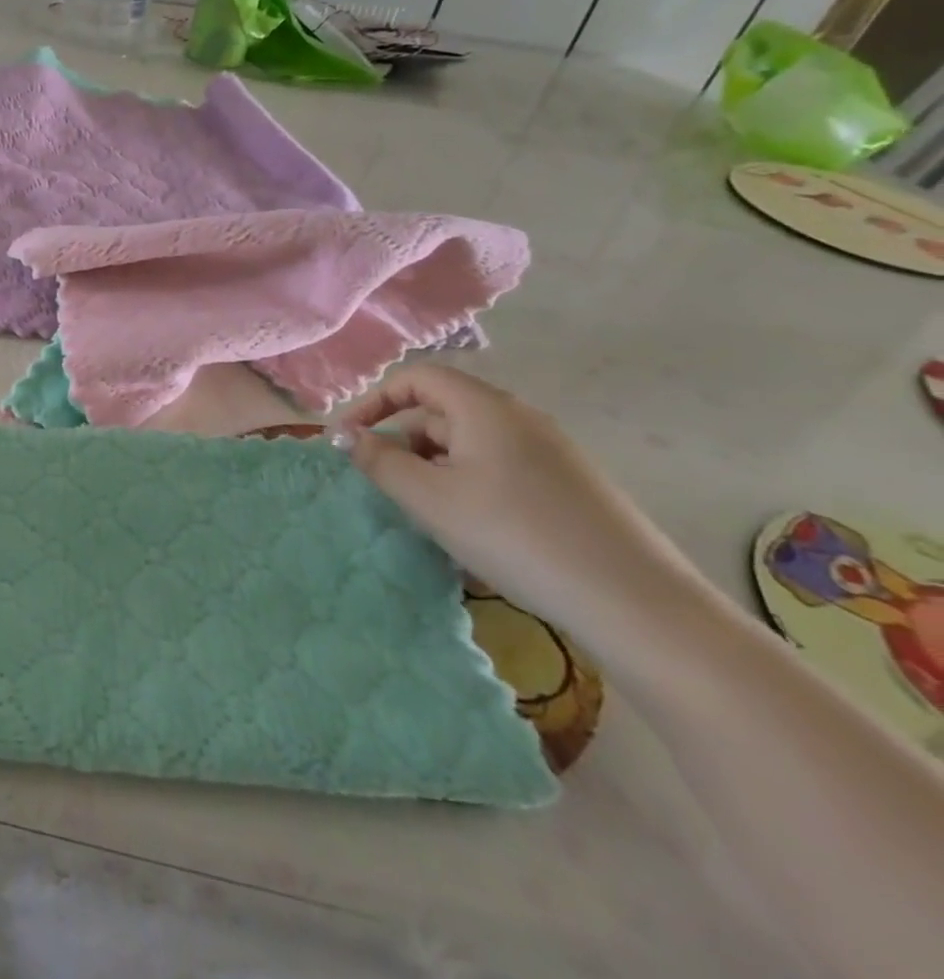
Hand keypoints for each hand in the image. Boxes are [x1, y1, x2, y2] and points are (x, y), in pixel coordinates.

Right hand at [333, 364, 700, 639]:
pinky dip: (469, 484)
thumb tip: (346, 436)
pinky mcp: (570, 484)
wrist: (632, 600)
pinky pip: (500, 467)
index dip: (375, 401)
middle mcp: (520, 417)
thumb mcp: (429, 498)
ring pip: (471, 443)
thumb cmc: (513, 535)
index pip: (417, 378)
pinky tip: (474, 529)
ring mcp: (551, 451)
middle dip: (404, 441)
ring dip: (435, 467)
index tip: (350, 439)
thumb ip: (379, 461)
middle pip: (443, 410)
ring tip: (429, 514)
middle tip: (388, 486)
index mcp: (485, 407)